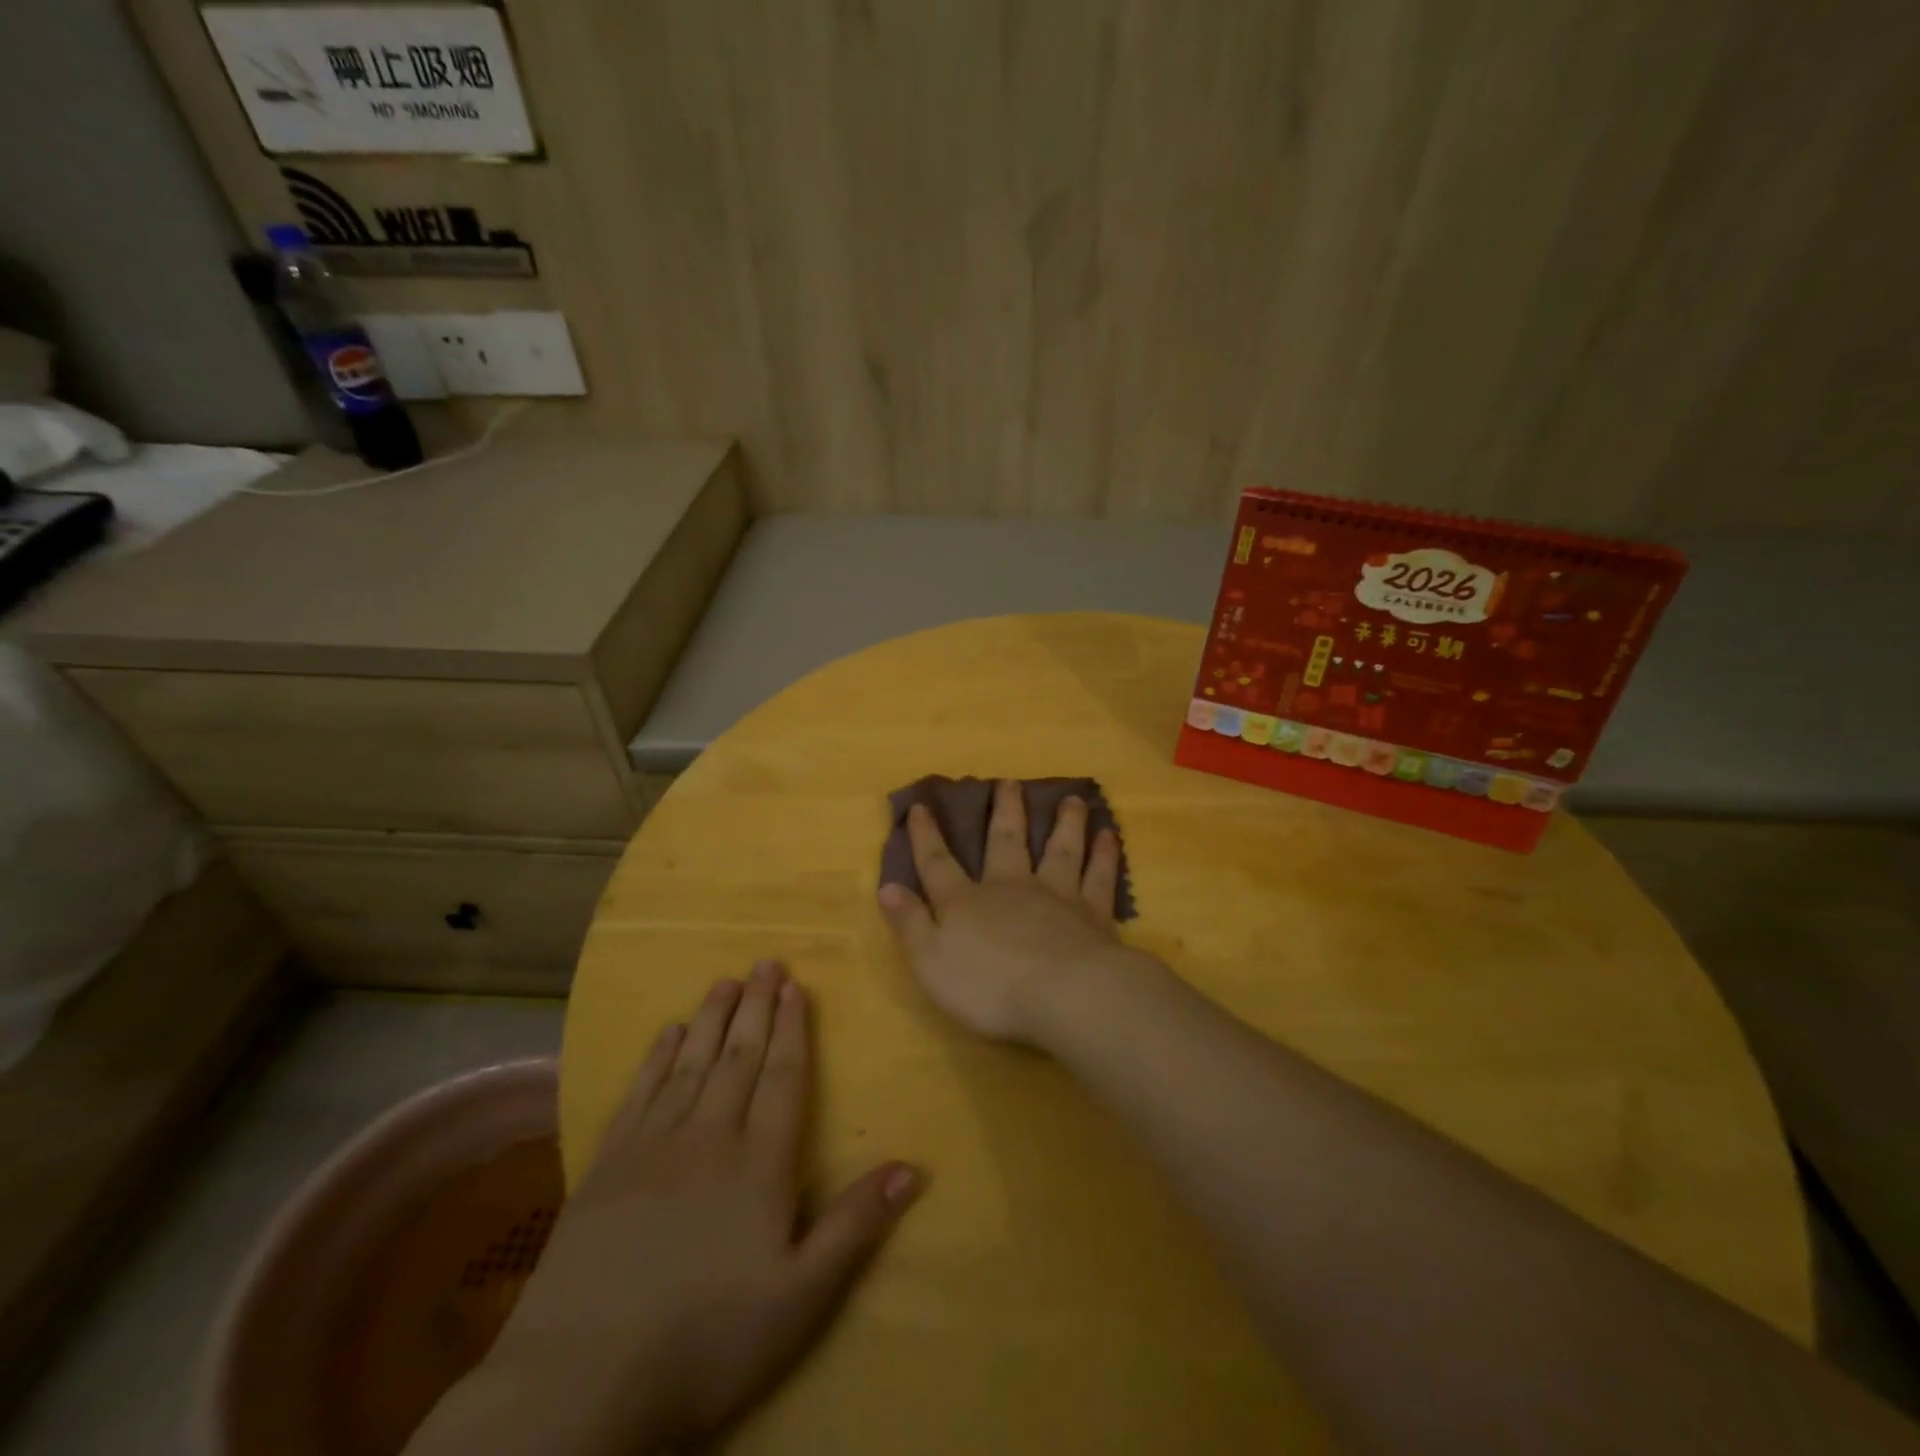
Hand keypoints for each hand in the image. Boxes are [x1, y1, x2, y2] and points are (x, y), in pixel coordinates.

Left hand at [441, 964, 920, 1455]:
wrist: (580, 1383)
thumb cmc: (707, 1341)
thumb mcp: (800, 1299)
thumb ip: (855, 1226)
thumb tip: (913, 1167)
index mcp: (760, 1162)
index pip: (784, 1076)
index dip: (793, 1028)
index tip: (797, 987)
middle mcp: (709, 1136)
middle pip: (739, 1056)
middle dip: (757, 1007)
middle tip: (766, 961)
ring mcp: (653, 1146)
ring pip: (691, 1063)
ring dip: (711, 1018)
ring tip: (726, 981)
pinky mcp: (606, 1165)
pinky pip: (639, 1093)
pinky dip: (655, 1058)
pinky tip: (666, 1033)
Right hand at [878, 779, 1133, 1044]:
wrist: (1066, 995)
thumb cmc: (990, 986)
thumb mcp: (931, 961)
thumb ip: (910, 923)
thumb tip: (887, 886)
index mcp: (968, 902)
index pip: (938, 863)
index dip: (926, 836)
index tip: (921, 806)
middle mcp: (1012, 887)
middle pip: (1006, 841)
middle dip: (1005, 812)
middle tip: (1008, 782)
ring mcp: (1057, 896)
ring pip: (1060, 849)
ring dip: (1064, 823)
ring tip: (1071, 799)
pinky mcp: (1094, 914)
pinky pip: (1099, 876)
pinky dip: (1104, 855)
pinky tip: (1109, 836)